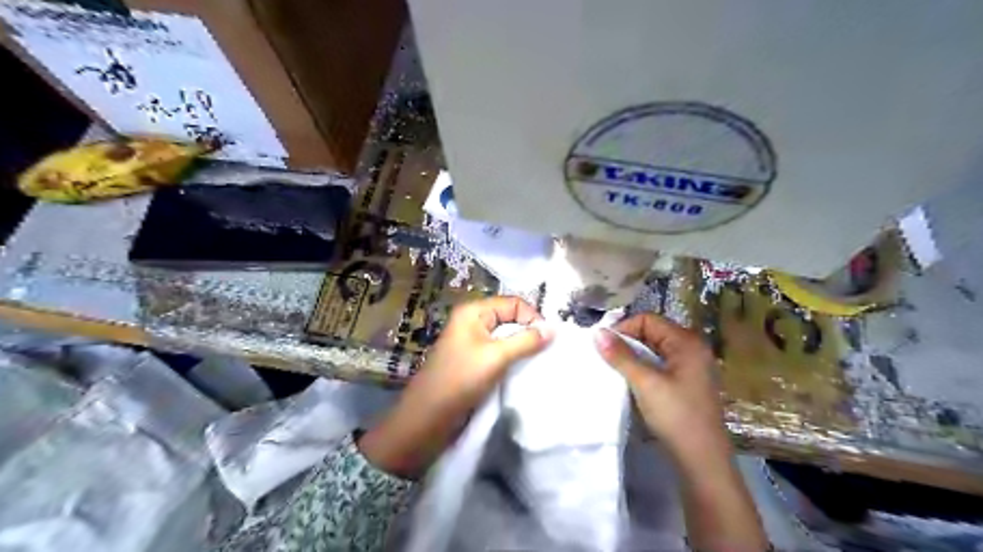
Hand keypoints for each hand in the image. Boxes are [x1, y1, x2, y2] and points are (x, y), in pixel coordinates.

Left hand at [357, 298, 551, 478]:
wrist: (428, 416)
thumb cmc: (461, 379)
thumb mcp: (496, 356)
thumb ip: (526, 341)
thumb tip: (554, 329)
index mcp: (473, 311)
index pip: (513, 303)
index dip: (532, 317)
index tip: (548, 339)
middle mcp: (472, 321)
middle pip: (510, 318)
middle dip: (529, 332)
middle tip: (546, 351)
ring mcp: (472, 341)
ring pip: (506, 336)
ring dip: (522, 347)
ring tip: (537, 361)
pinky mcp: (473, 360)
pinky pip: (499, 352)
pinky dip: (512, 358)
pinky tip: (523, 370)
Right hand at [590, 312, 727, 463]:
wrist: (702, 460)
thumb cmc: (676, 416)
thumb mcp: (645, 383)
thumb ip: (620, 356)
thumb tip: (597, 333)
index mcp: (687, 341)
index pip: (648, 320)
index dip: (624, 329)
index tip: (603, 346)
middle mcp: (692, 348)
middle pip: (652, 332)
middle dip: (627, 342)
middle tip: (606, 358)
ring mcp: (691, 366)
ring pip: (654, 350)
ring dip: (633, 356)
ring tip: (615, 370)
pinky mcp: (687, 382)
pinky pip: (660, 364)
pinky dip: (643, 368)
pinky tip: (631, 381)